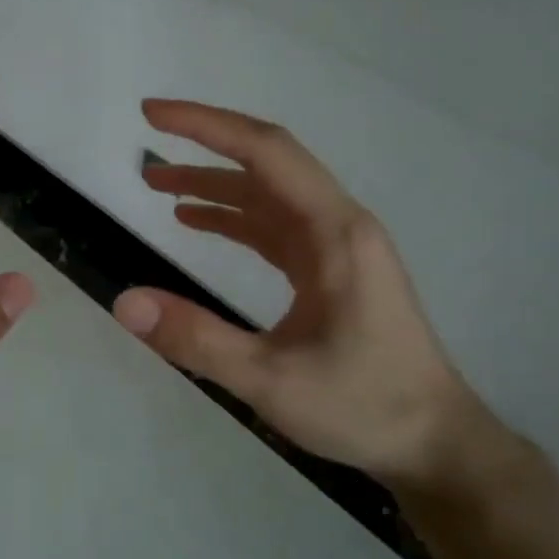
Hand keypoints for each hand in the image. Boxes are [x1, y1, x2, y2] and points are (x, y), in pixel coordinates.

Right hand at [113, 99, 488, 489]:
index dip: (207, 126)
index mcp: (334, 233)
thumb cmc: (363, 406)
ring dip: (214, 185)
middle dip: (204, 149)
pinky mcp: (330, 269)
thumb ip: (196, 339)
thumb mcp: (271, 380)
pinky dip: (232, 218)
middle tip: (146, 149)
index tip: (153, 115)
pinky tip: (197, 222)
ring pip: (268, 196)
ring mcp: (336, 246)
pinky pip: (274, 227)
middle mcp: (338, 225)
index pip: (266, 153)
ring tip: (157, 186)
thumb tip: (124, 302)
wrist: (434, 442)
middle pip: (267, 164)